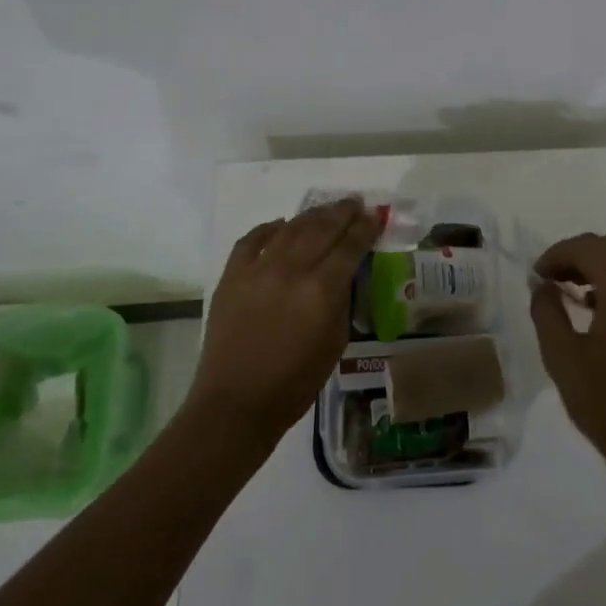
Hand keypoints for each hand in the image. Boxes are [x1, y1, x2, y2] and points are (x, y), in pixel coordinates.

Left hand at [188, 197, 381, 447]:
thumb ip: (341, 301)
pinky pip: (251, 240)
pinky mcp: (231, 276)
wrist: (235, 403)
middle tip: (354, 202)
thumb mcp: (335, 343)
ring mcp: (257, 269)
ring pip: (290, 228)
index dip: (364, 228)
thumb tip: (343, 274)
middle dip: (341, 213)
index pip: (349, 246)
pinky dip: (269, 228)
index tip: (374, 216)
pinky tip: (281, 224)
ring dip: (311, 215)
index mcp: (321, 290)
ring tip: (326, 208)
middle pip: (321, 229)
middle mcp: (290, 270)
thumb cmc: (294, 383)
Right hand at [530, 233, 605, 484]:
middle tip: (552, 277)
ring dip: (600, 266)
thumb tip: (543, 285)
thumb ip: (547, 312)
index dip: (558, 254)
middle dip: (579, 254)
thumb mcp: (562, 357)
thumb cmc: (605, 403)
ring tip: (573, 290)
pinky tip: (600, 309)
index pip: (590, 249)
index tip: (537, 274)